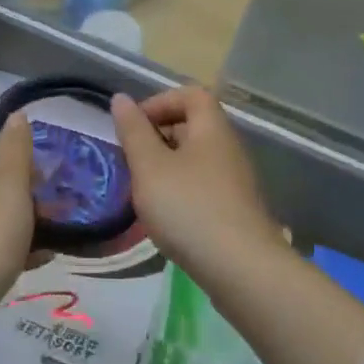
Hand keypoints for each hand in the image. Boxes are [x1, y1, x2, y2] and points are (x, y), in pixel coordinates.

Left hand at [0, 117, 35, 363]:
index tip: (38, 158)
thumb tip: (16, 116)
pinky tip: (37, 260)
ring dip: (23, 214)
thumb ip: (16, 147)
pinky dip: (8, 242)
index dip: (10, 136)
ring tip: (57, 233)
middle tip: (55, 199)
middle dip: (25, 180)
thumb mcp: (9, 185)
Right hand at [110, 87, 284, 275]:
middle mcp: (229, 147)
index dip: (160, 101)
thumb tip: (121, 99)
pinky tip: (166, 216)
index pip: (190, 94)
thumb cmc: (189, 208)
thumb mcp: (149, 166)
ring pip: (196, 158)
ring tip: (144, 190)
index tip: (134, 126)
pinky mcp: (236, 210)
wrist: (242, 270)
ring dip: (167, 166)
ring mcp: (236, 180)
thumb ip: (133, 131)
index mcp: (211, 128)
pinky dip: (181, 190)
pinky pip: (203, 185)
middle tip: (132, 159)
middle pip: (193, 124)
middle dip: (158, 135)